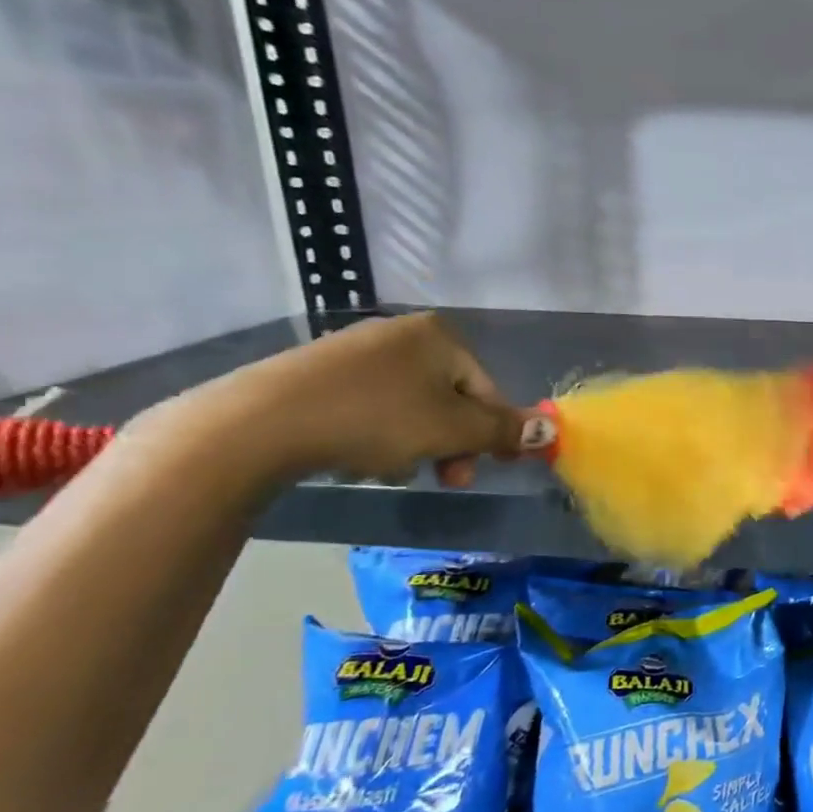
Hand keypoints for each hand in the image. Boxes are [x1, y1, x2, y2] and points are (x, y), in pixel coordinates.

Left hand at [169, 312, 525, 487]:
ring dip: (415, 443)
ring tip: (390, 469)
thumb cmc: (376, 419)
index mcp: (439, 336)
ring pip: (411, 407)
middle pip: (449, 399)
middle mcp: (402, 333)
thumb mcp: (452, 430)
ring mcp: (356, 350)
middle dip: (451, 443)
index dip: (493, 433)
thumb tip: (551, 430)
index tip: (487, 468)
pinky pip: (371, 406)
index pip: (487, 390)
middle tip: (445, 478)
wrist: (261, 422)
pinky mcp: (319, 372)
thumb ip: (504, 430)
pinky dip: (376, 434)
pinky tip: (357, 456)